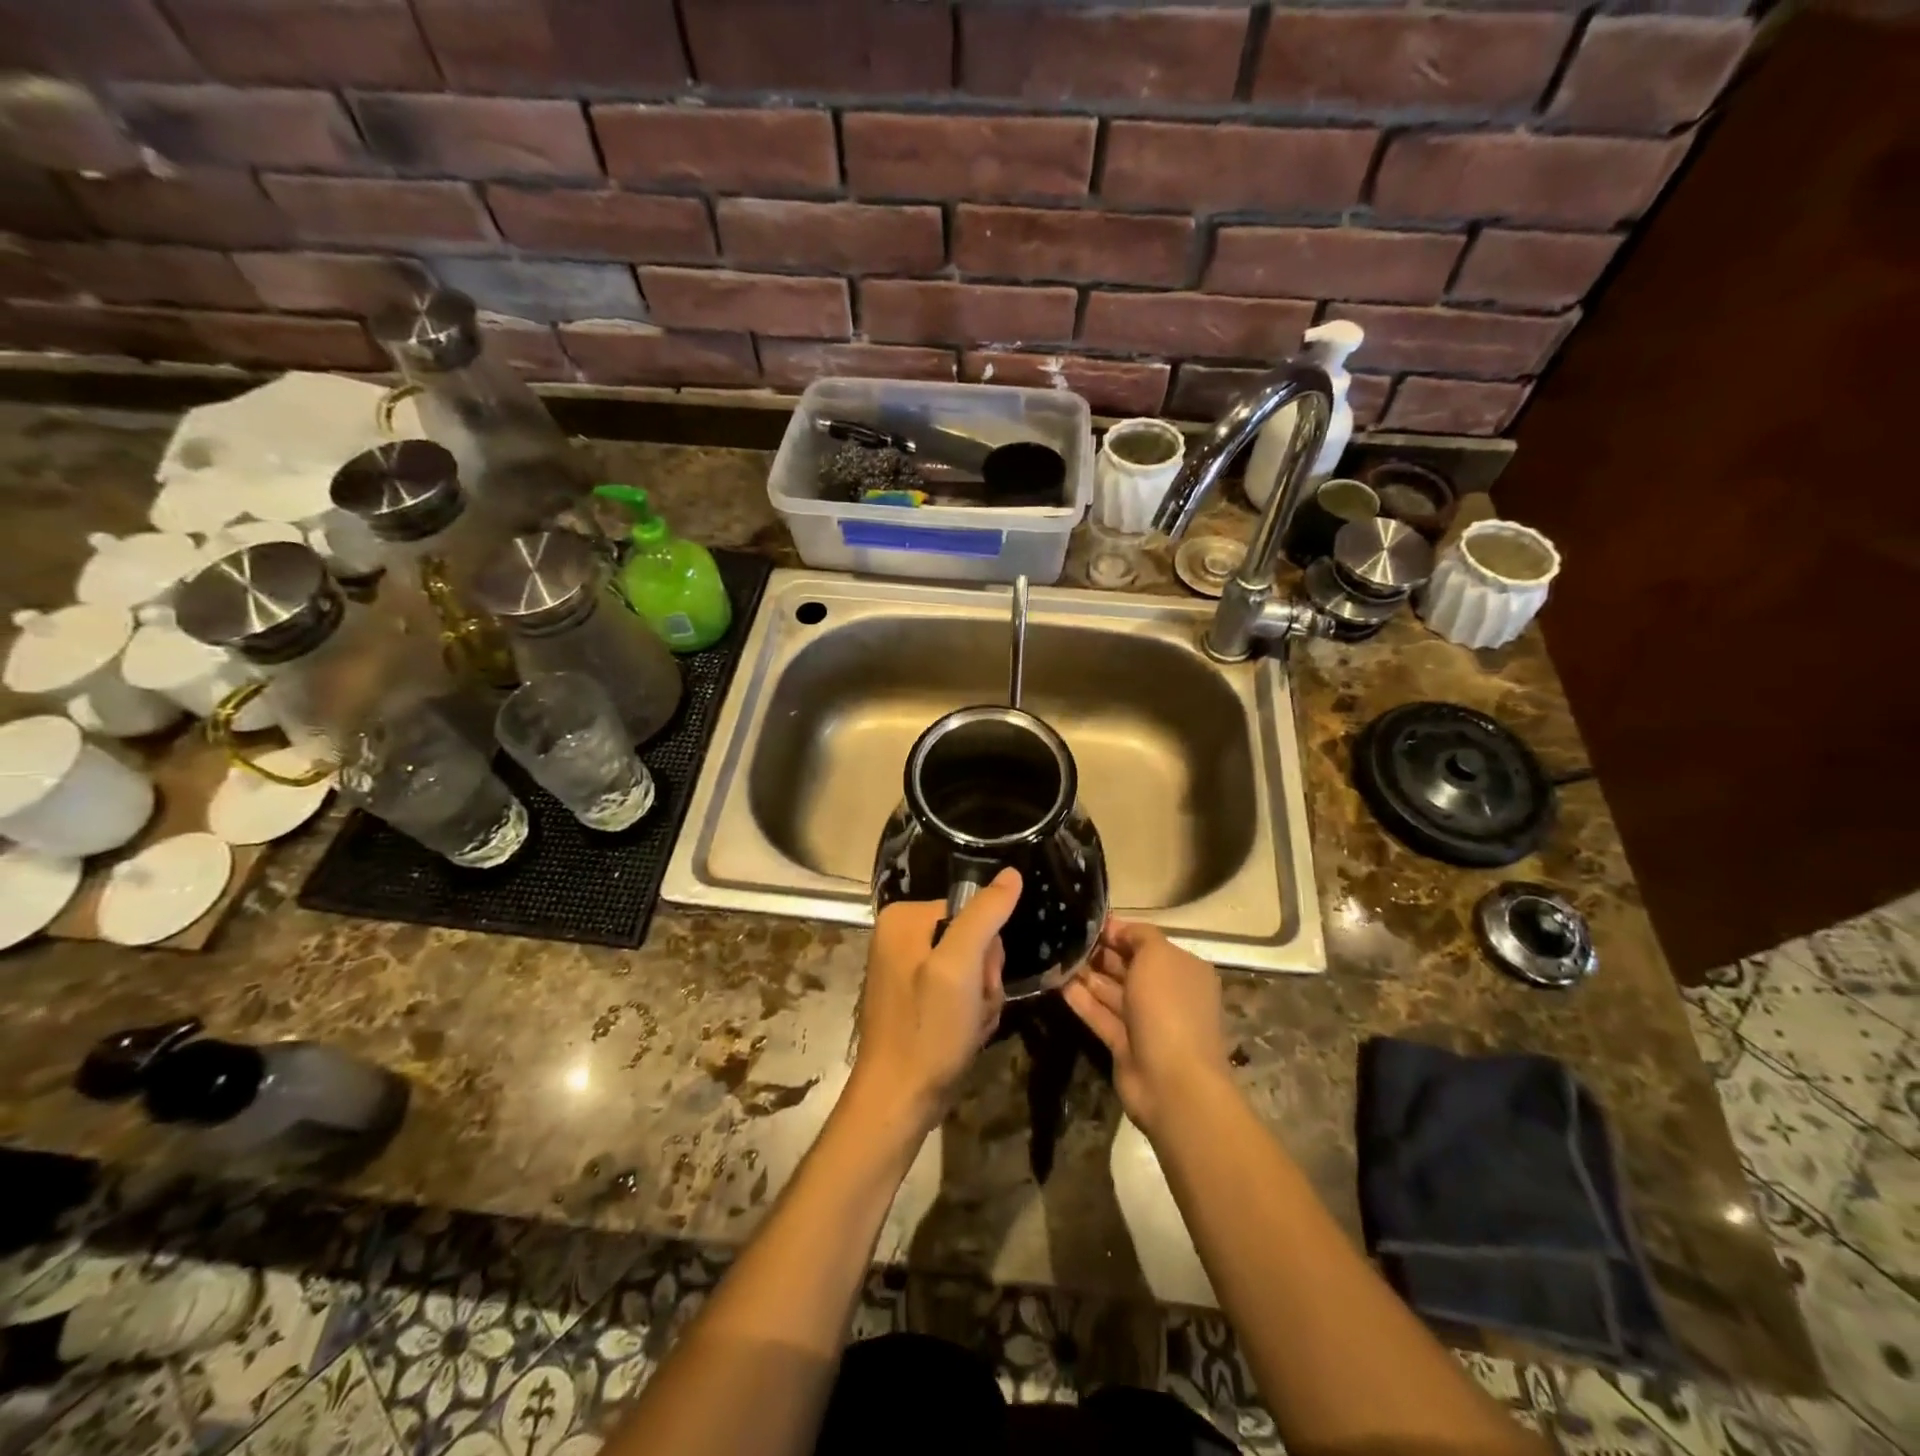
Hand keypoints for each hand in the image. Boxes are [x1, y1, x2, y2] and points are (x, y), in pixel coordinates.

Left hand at [847, 869, 1018, 1130]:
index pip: (973, 912)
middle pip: (973, 939)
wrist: (898, 1101)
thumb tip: (1011, 873)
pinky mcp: (915, 997)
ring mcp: (906, 968)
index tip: (978, 983)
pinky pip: (959, 991)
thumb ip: (984, 916)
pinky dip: (970, 1014)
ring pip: (973, 969)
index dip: (986, 951)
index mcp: (903, 918)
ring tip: (969, 1025)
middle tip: (972, 1008)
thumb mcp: (959, 967)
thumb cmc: (928, 1031)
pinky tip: (964, 1034)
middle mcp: (900, 936)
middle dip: (984, 978)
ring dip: (982, 999)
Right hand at [1064, 918, 1231, 1136]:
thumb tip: (1118, 929)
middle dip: (1100, 952)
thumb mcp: (1158, 956)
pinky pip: (1100, 1015)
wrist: (1172, 1081)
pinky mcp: (1124, 1045)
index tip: (1086, 921)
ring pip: (1112, 991)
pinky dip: (1081, 1000)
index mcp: (1182, 969)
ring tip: (1056, 956)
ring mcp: (1145, 1021)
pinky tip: (1057, 984)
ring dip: (1086, 974)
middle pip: (1128, 966)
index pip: (1146, 942)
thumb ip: (1138, 935)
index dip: (1118, 931)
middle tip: (1065, 937)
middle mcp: (1166, 993)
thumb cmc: (1168, 1006)